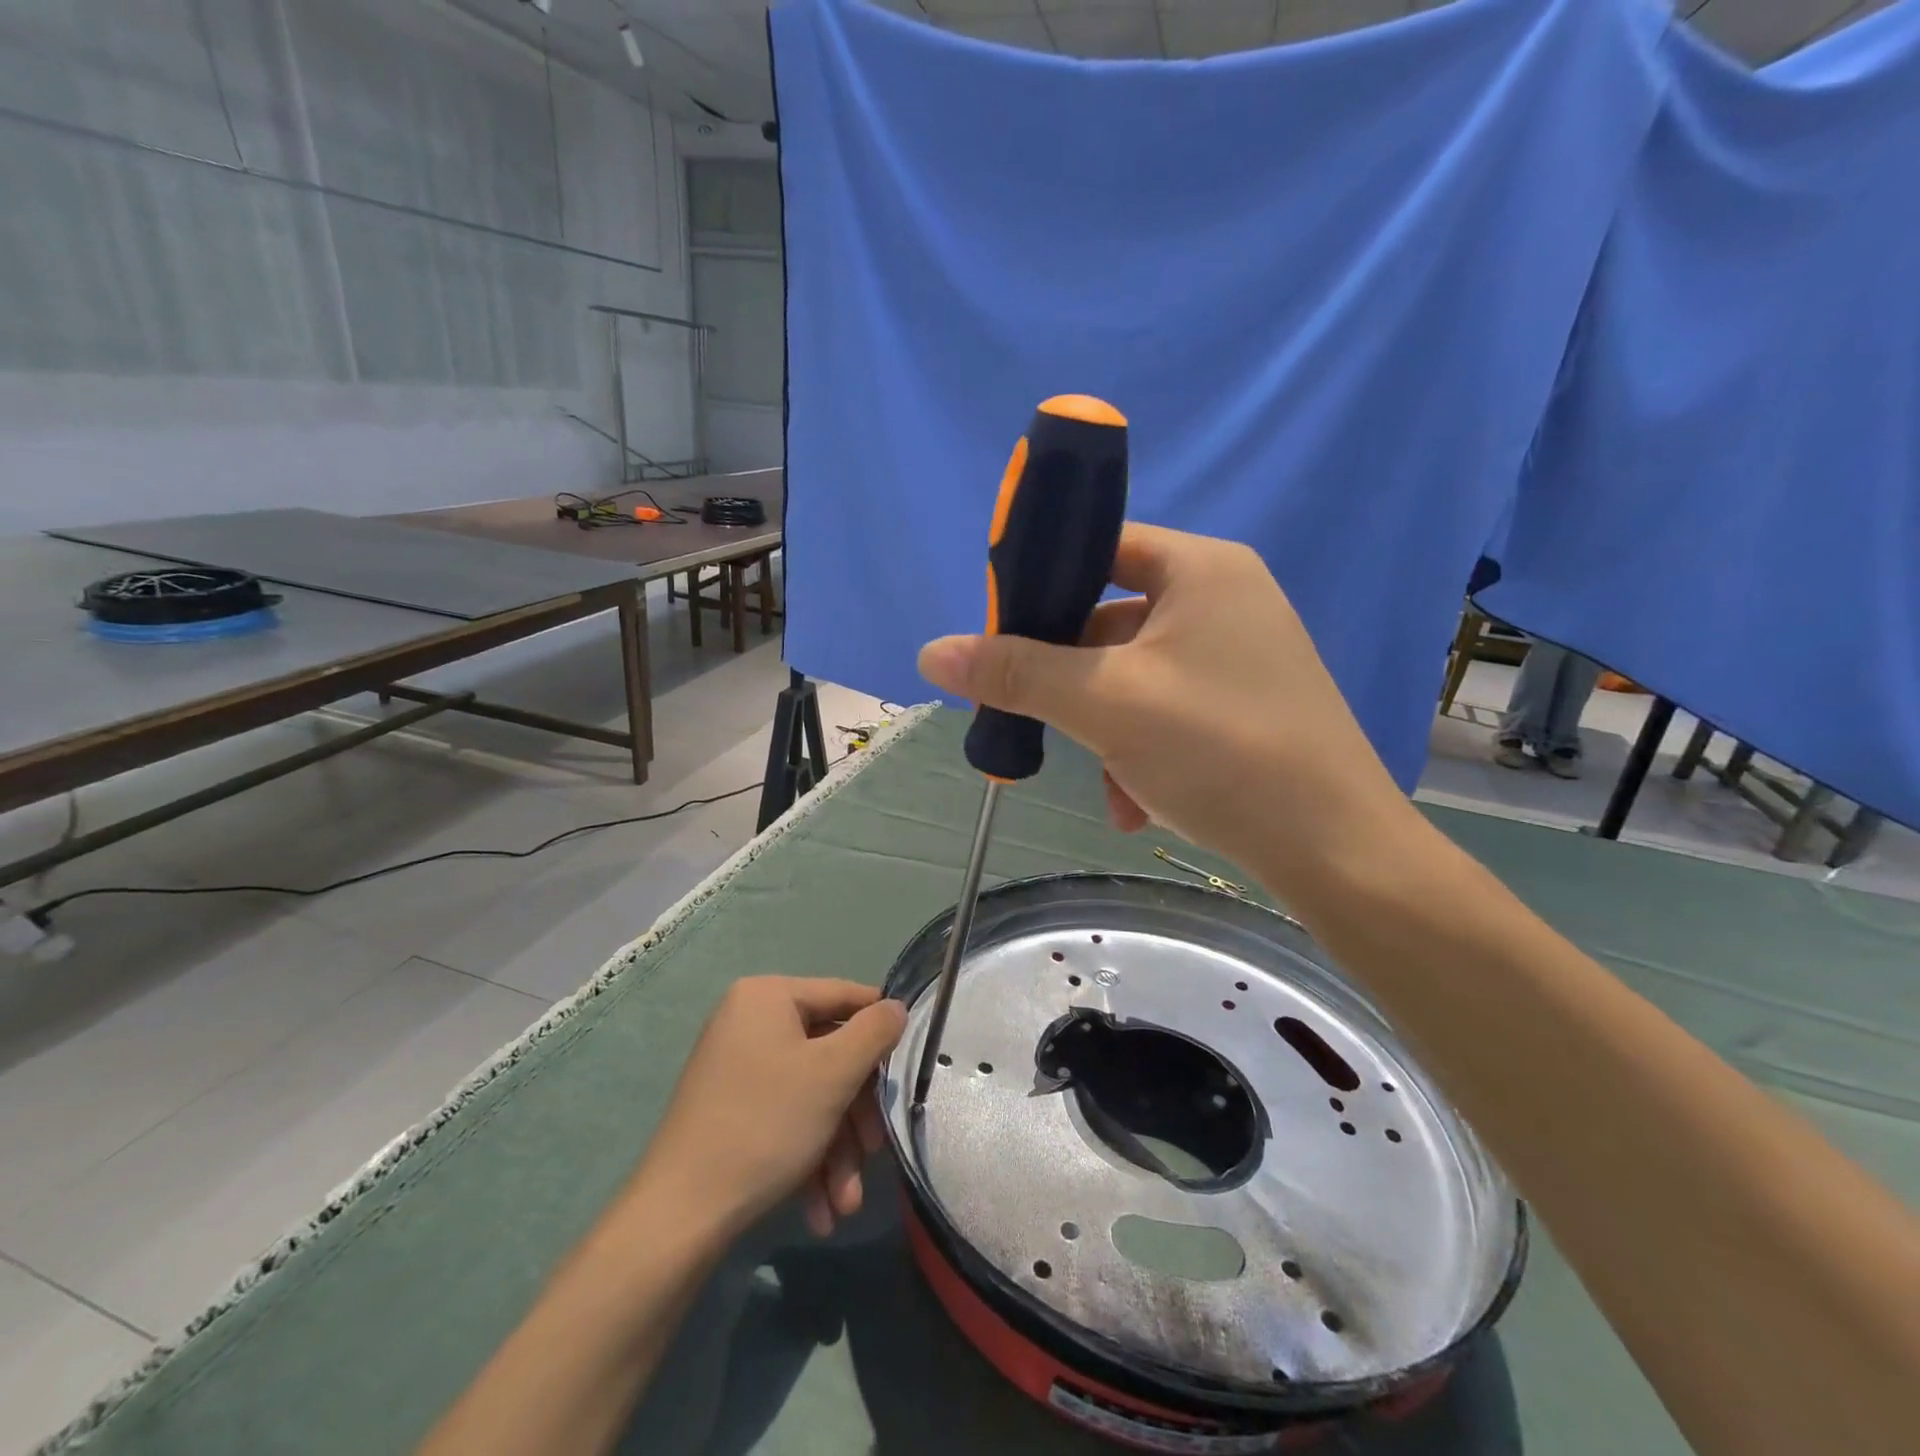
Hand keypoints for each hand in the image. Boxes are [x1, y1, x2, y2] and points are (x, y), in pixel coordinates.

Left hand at [634, 977, 906, 1240]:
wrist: (679, 1217)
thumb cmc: (765, 1124)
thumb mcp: (833, 1073)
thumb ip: (874, 1032)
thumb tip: (897, 1007)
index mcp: (767, 996)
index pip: (843, 995)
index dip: (881, 1028)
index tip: (909, 1064)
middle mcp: (750, 1022)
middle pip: (829, 1054)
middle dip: (856, 1114)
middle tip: (876, 1151)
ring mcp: (739, 1068)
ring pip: (812, 1096)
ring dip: (837, 1149)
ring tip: (846, 1202)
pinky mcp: (732, 1111)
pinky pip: (786, 1119)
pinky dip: (810, 1159)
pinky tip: (822, 1209)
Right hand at [918, 523, 1408, 887]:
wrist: (1337, 851)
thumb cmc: (1219, 750)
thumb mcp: (1104, 704)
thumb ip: (1017, 672)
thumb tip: (931, 652)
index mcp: (1199, 569)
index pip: (1098, 547)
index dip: (1041, 585)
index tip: (999, 638)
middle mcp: (1225, 599)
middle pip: (1108, 622)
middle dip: (1070, 685)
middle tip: (1035, 722)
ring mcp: (1240, 657)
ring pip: (1134, 679)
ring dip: (1105, 732)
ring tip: (1110, 787)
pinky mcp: (1246, 708)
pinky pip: (1168, 713)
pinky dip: (1141, 753)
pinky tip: (1139, 805)